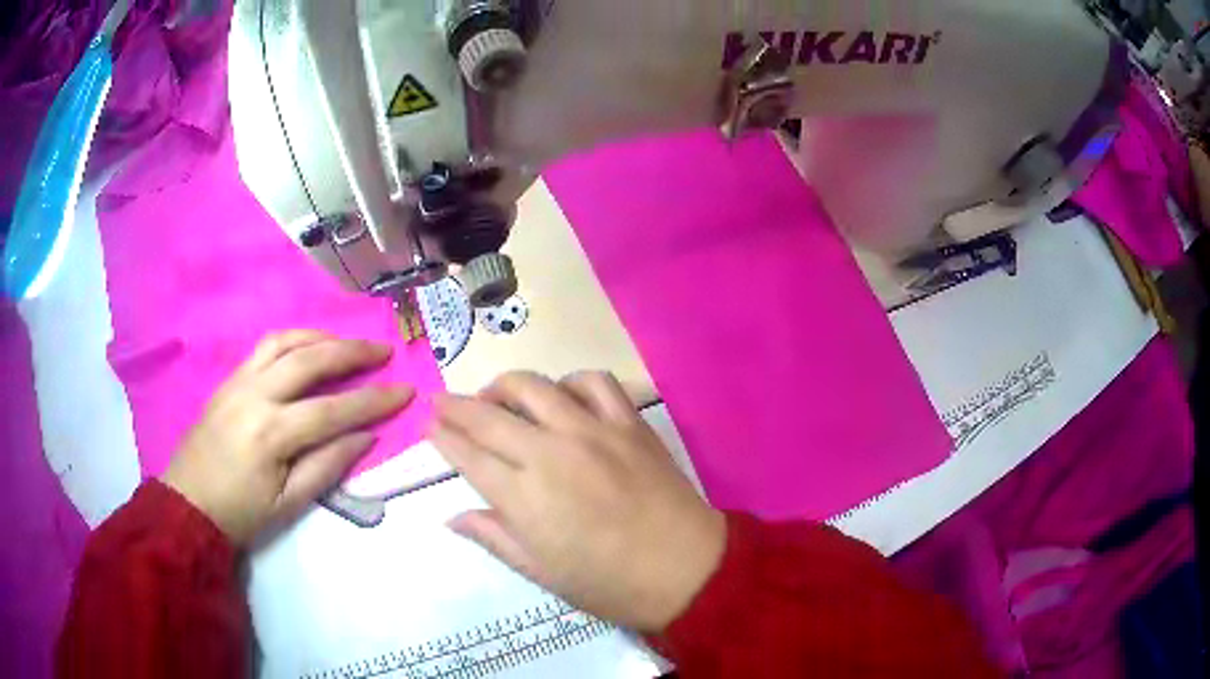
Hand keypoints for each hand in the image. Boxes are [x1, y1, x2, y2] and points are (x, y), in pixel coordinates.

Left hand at [163, 331, 414, 545]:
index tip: (406, 391)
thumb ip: (327, 466)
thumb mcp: (289, 504)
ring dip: (321, 337)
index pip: (332, 410)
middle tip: (383, 350)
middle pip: (310, 360)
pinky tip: (308, 347)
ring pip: (285, 342)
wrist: (188, 504)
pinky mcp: (228, 380)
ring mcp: (238, 382)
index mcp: (271, 434)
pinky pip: (264, 347)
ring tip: (347, 344)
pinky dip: (293, 340)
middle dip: (351, 352)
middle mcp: (254, 395)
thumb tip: (364, 436)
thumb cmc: (241, 513)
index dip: (373, 401)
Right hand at [432, 371, 725, 632]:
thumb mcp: (542, 572)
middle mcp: (550, 453)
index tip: (428, 424)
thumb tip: (453, 517)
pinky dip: (570, 382)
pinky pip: (594, 382)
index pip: (469, 456)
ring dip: (505, 386)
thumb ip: (494, 537)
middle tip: (441, 402)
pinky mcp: (629, 423)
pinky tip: (563, 397)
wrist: (685, 570)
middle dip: (456, 405)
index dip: (443, 437)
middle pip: (489, 415)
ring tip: (497, 398)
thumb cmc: (609, 584)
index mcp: (524, 497)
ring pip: (535, 386)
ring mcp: (592, 431)